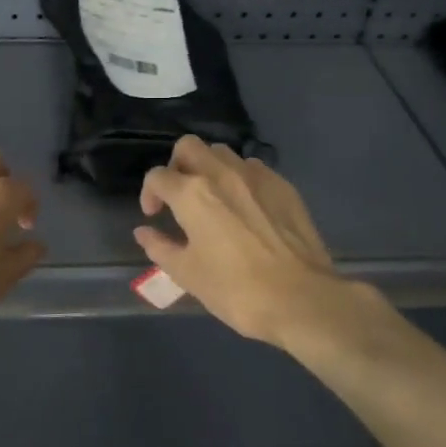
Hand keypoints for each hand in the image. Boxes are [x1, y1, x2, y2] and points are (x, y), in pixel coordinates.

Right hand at [135, 136, 387, 354]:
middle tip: (180, 196)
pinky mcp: (284, 186)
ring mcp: (257, 176)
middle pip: (189, 147)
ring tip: (213, 199)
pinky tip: (246, 208)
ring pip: (223, 153)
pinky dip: (240, 180)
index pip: (158, 176)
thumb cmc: (235, 289)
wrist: (301, 300)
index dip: (149, 194)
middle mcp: (222, 174)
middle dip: (177, 166)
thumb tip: (144, 232)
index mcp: (192, 194)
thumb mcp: (187, 274)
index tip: (154, 216)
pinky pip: (254, 169)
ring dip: (210, 168)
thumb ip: (160, 247)